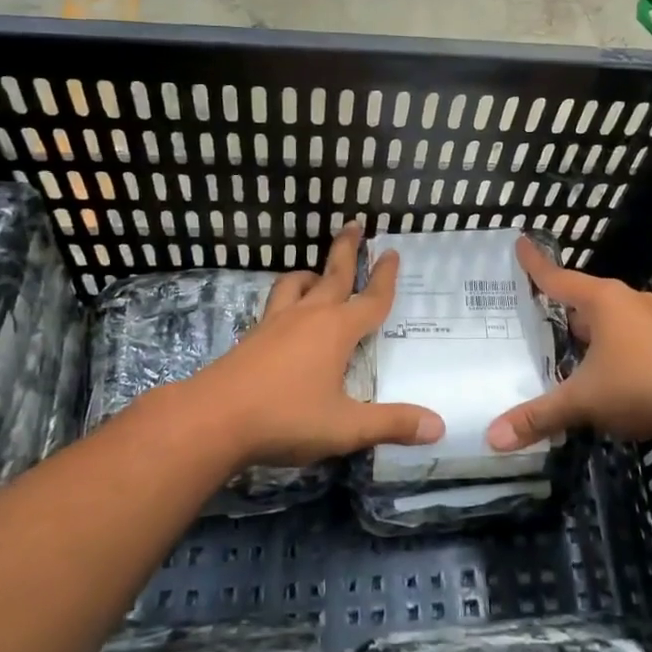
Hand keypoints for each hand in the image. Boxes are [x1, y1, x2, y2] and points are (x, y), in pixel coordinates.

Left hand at [186, 222, 443, 468]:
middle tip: (354, 224)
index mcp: (336, 331)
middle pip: (332, 275)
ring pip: (296, 284)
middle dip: (346, 250)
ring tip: (317, 273)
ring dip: (311, 273)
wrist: (212, 419)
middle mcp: (308, 317)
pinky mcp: (252, 337)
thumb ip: (391, 424)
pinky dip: (287, 297)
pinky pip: (275, 304)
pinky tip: (285, 314)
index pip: (370, 300)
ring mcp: (275, 324)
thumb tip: (439, 426)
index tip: (392, 252)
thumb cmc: (285, 418)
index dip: (385, 278)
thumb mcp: (345, 427)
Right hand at [487, 236, 651, 452]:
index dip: (535, 264)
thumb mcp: (582, 401)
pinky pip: (631, 337)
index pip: (558, 278)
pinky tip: (608, 371)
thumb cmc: (639, 386)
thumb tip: (493, 438)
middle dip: (563, 306)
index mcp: (603, 301)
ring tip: (569, 346)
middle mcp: (629, 301)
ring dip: (591, 329)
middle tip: (538, 313)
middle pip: (585, 297)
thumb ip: (538, 416)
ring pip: (611, 319)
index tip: (520, 242)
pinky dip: (613, 347)